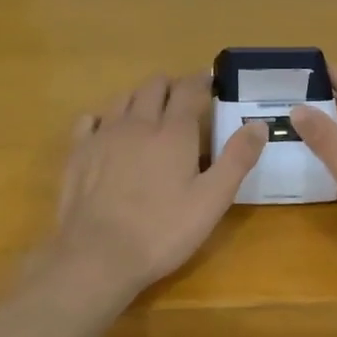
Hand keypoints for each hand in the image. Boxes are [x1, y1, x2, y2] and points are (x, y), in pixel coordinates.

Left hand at [51, 72, 266, 298]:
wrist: (97, 256)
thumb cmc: (162, 230)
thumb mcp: (212, 200)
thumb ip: (237, 159)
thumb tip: (258, 124)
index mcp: (173, 132)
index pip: (189, 90)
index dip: (201, 81)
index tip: (209, 80)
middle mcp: (138, 124)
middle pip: (154, 87)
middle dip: (171, 86)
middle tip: (183, 98)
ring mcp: (103, 136)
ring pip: (123, 99)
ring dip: (140, 98)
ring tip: (150, 111)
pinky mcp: (78, 153)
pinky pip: (90, 120)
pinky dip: (104, 118)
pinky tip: (108, 131)